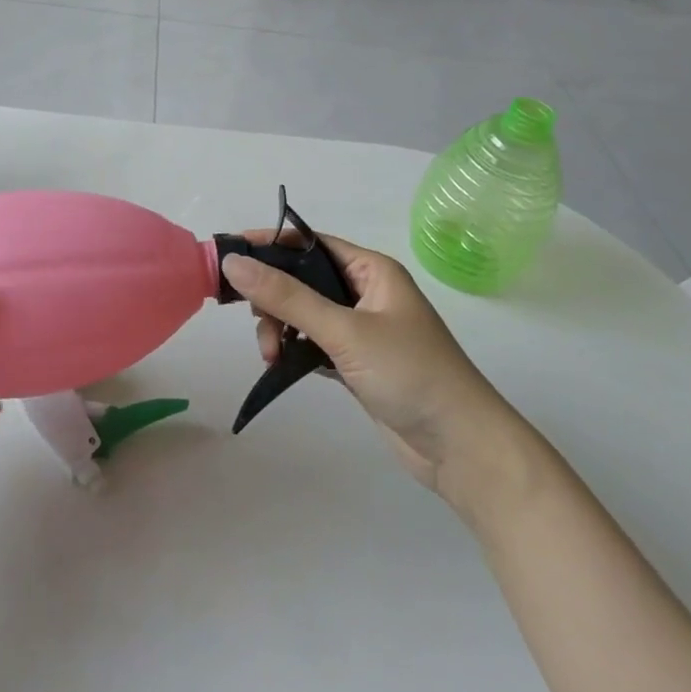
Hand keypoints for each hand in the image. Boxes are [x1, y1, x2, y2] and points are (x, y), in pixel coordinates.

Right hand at [220, 234, 528, 512]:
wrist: (461, 448)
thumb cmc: (409, 373)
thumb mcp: (344, 331)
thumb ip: (286, 297)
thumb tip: (233, 262)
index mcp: (372, 270)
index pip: (310, 243)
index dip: (269, 245)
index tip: (229, 254)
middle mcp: (365, 293)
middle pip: (302, 279)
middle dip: (273, 298)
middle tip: (256, 322)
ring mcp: (361, 330)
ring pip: (303, 314)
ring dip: (280, 328)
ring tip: (271, 356)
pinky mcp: (356, 363)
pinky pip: (312, 344)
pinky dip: (293, 351)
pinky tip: (281, 365)